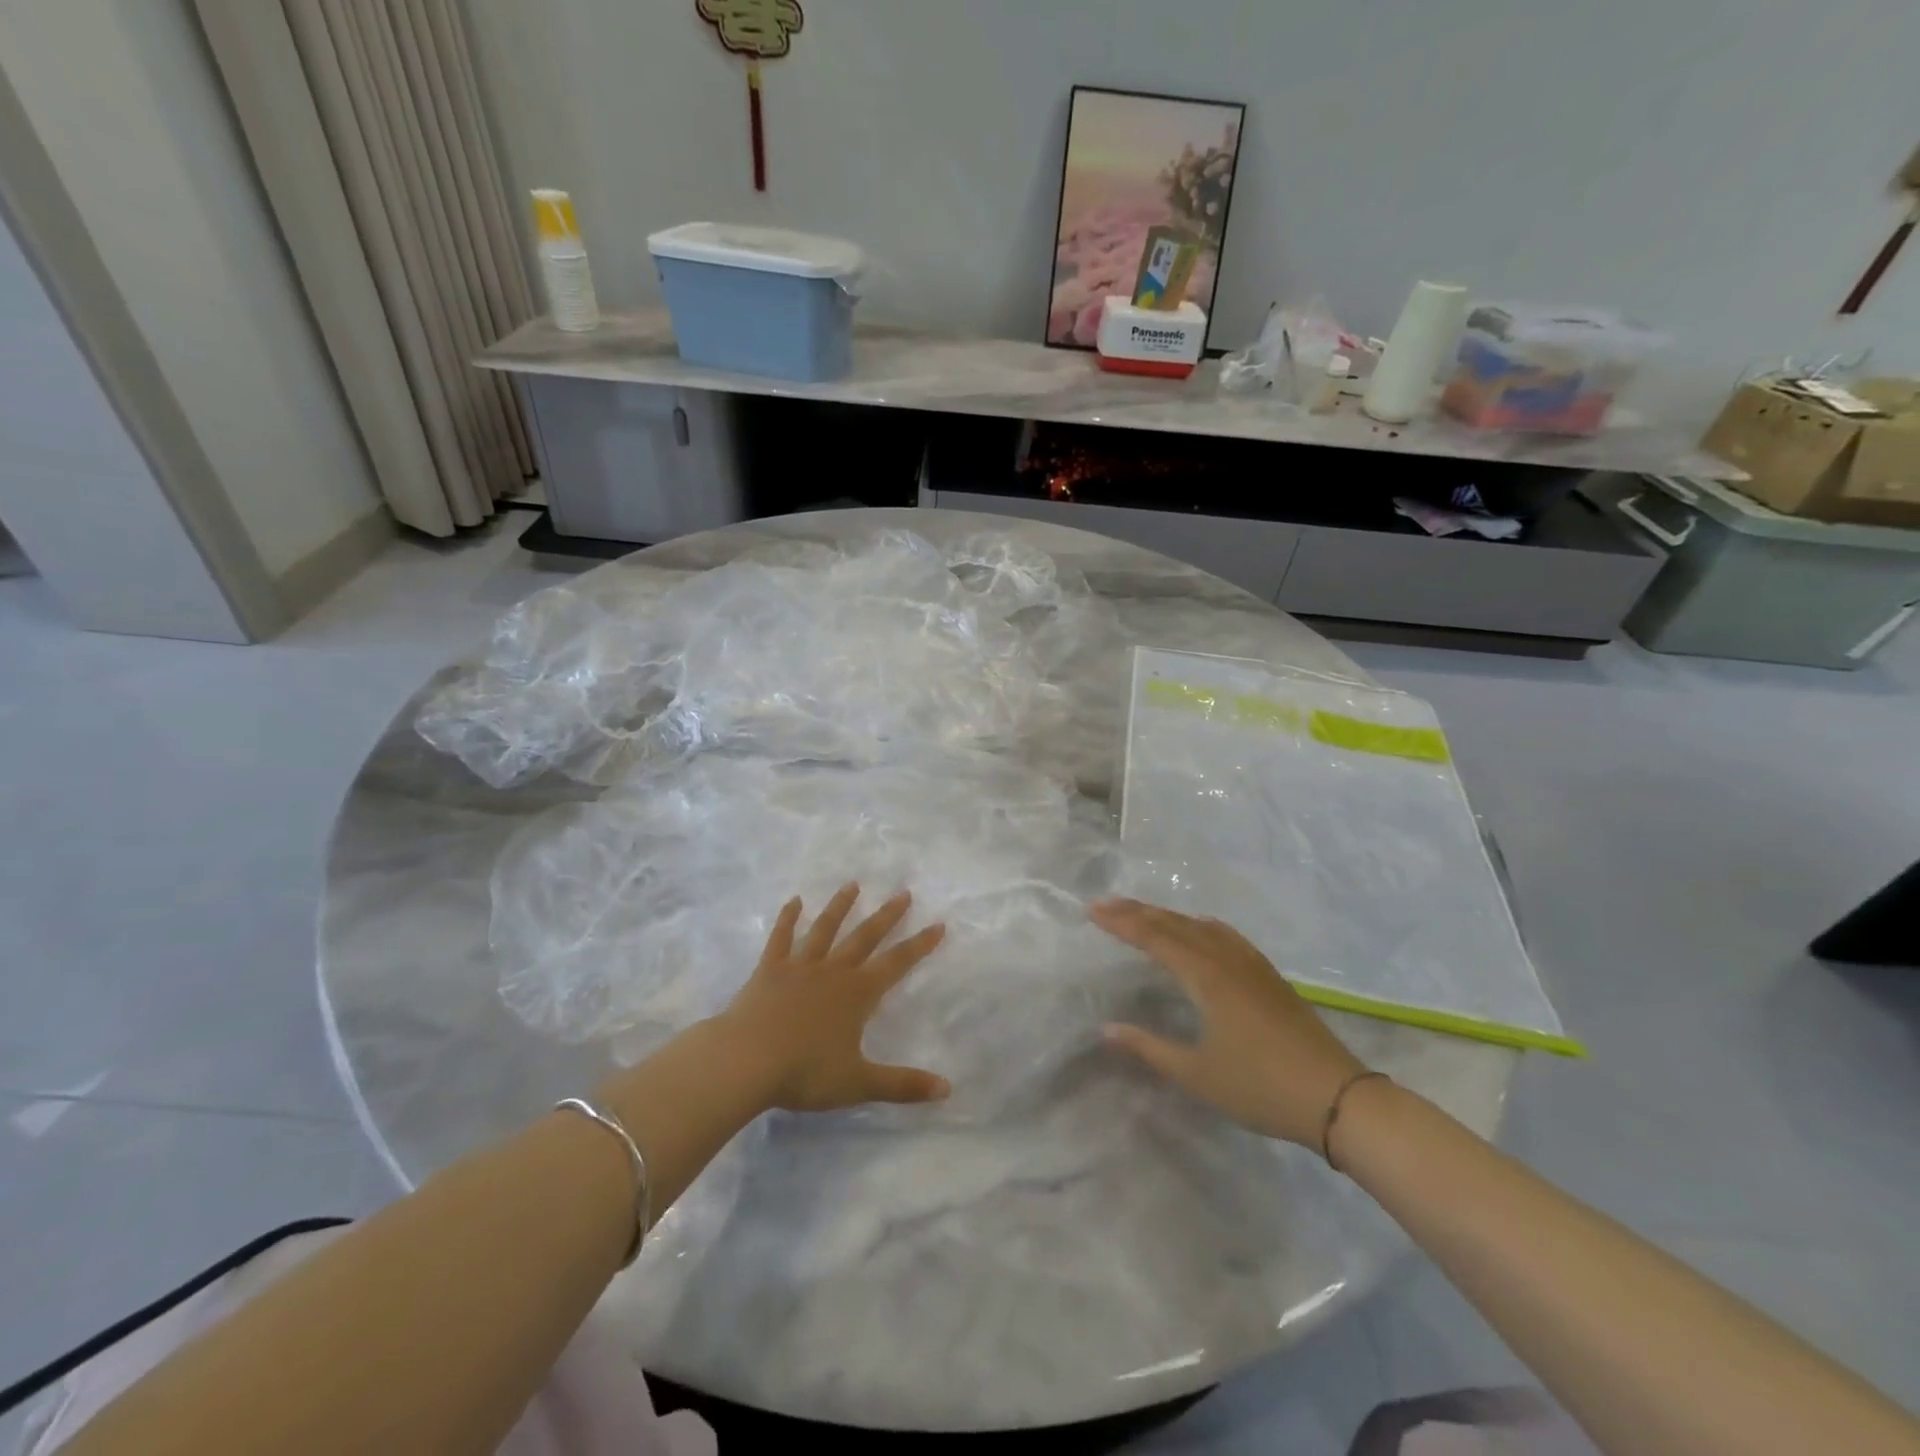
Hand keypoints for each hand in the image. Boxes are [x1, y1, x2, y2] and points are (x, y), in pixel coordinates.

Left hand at [715, 884, 949, 1112]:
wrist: (746, 1060)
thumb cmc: (805, 1072)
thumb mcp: (859, 1083)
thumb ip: (903, 1085)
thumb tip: (947, 1089)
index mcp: (858, 994)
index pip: (897, 964)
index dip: (920, 945)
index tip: (938, 924)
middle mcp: (833, 971)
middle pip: (865, 937)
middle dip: (887, 916)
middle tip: (903, 893)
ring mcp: (800, 966)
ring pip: (825, 929)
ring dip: (840, 906)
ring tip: (852, 885)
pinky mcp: (769, 969)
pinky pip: (781, 938)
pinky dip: (787, 918)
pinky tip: (794, 901)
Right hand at [1091, 898, 1366, 1147]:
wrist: (1337, 1098)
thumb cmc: (1260, 1087)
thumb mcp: (1197, 1074)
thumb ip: (1149, 1048)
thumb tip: (1106, 1028)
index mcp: (1206, 977)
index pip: (1154, 937)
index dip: (1121, 922)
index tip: (1092, 910)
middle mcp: (1226, 959)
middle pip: (1175, 924)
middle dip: (1138, 912)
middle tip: (1105, 904)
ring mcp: (1251, 965)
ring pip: (1201, 926)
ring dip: (1167, 916)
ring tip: (1142, 914)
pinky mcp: (1268, 975)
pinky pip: (1224, 935)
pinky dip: (1199, 925)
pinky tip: (1200, 930)